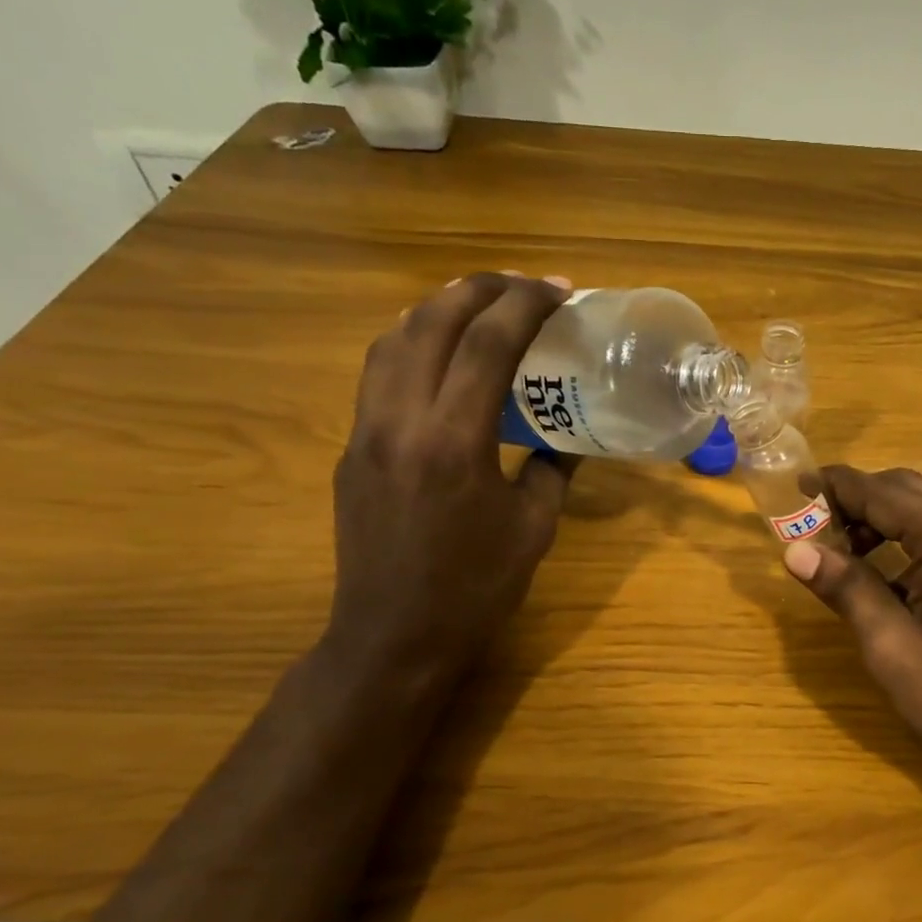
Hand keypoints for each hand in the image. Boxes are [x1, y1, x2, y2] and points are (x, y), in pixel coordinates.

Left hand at [321, 272, 576, 698]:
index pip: (488, 344)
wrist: (395, 637)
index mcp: (454, 442)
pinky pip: (378, 375)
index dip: (526, 305)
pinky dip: (410, 344)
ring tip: (477, 304)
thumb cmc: (476, 588)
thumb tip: (568, 438)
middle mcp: (401, 422)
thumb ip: (553, 470)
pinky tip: (437, 355)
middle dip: (479, 289)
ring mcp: (367, 432)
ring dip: (437, 309)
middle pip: (431, 322)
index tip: (558, 290)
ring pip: (392, 340)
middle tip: (521, 285)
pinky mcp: (352, 449)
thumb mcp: (534, 528)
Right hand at [783, 466, 921, 799]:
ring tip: (839, 554)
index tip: (793, 488)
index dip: (835, 487)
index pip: (882, 492)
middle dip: (857, 502)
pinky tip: (882, 573)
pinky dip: (909, 540)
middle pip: (907, 490)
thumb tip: (794, 550)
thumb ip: (846, 588)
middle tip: (811, 527)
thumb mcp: (893, 648)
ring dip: (882, 520)